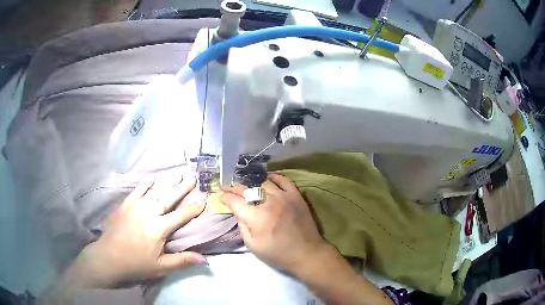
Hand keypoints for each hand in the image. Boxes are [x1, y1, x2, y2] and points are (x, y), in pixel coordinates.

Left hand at [65, 174, 205, 288]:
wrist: (108, 258)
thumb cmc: (136, 264)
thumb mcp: (160, 267)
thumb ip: (181, 261)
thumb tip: (203, 259)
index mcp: (158, 230)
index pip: (179, 216)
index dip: (192, 209)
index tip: (202, 200)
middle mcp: (148, 214)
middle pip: (167, 199)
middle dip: (181, 188)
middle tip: (192, 177)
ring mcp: (135, 208)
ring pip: (154, 192)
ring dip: (166, 183)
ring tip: (177, 175)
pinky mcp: (124, 206)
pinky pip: (136, 191)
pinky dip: (144, 184)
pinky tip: (152, 178)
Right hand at [220, 174, 329, 271]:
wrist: (306, 253)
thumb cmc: (277, 253)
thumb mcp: (252, 246)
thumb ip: (242, 227)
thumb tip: (239, 213)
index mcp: (256, 217)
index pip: (235, 201)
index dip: (225, 197)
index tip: (220, 195)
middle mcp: (268, 202)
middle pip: (247, 189)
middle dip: (234, 188)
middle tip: (228, 187)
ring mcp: (284, 196)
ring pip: (263, 182)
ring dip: (252, 183)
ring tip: (246, 185)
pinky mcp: (296, 195)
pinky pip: (284, 180)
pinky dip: (274, 177)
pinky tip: (268, 178)